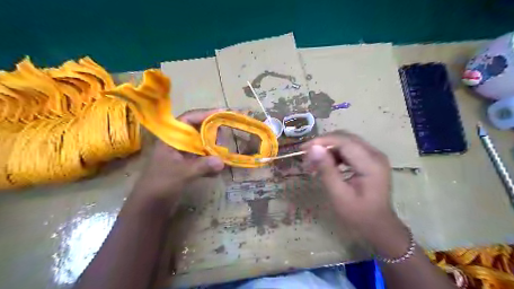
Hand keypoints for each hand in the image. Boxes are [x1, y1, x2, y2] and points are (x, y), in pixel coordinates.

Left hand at [134, 109, 225, 204]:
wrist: (148, 206)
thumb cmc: (160, 184)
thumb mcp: (182, 173)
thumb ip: (202, 166)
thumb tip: (223, 162)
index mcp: (171, 139)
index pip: (188, 119)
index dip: (204, 114)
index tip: (221, 113)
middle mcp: (177, 144)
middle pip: (197, 131)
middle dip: (212, 132)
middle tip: (227, 132)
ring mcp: (182, 156)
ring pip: (201, 146)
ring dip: (213, 148)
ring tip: (226, 151)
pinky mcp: (186, 167)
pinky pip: (201, 160)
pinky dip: (210, 163)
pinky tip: (218, 171)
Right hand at [302, 130, 403, 238]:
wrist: (378, 225)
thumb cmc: (358, 214)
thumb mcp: (339, 194)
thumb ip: (326, 169)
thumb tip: (313, 148)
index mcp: (370, 163)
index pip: (344, 141)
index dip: (323, 141)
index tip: (304, 148)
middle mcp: (375, 154)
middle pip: (345, 138)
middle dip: (324, 143)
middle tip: (307, 155)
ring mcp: (374, 155)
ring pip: (346, 141)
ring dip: (328, 148)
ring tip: (313, 162)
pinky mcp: (370, 159)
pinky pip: (349, 149)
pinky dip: (335, 154)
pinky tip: (326, 164)